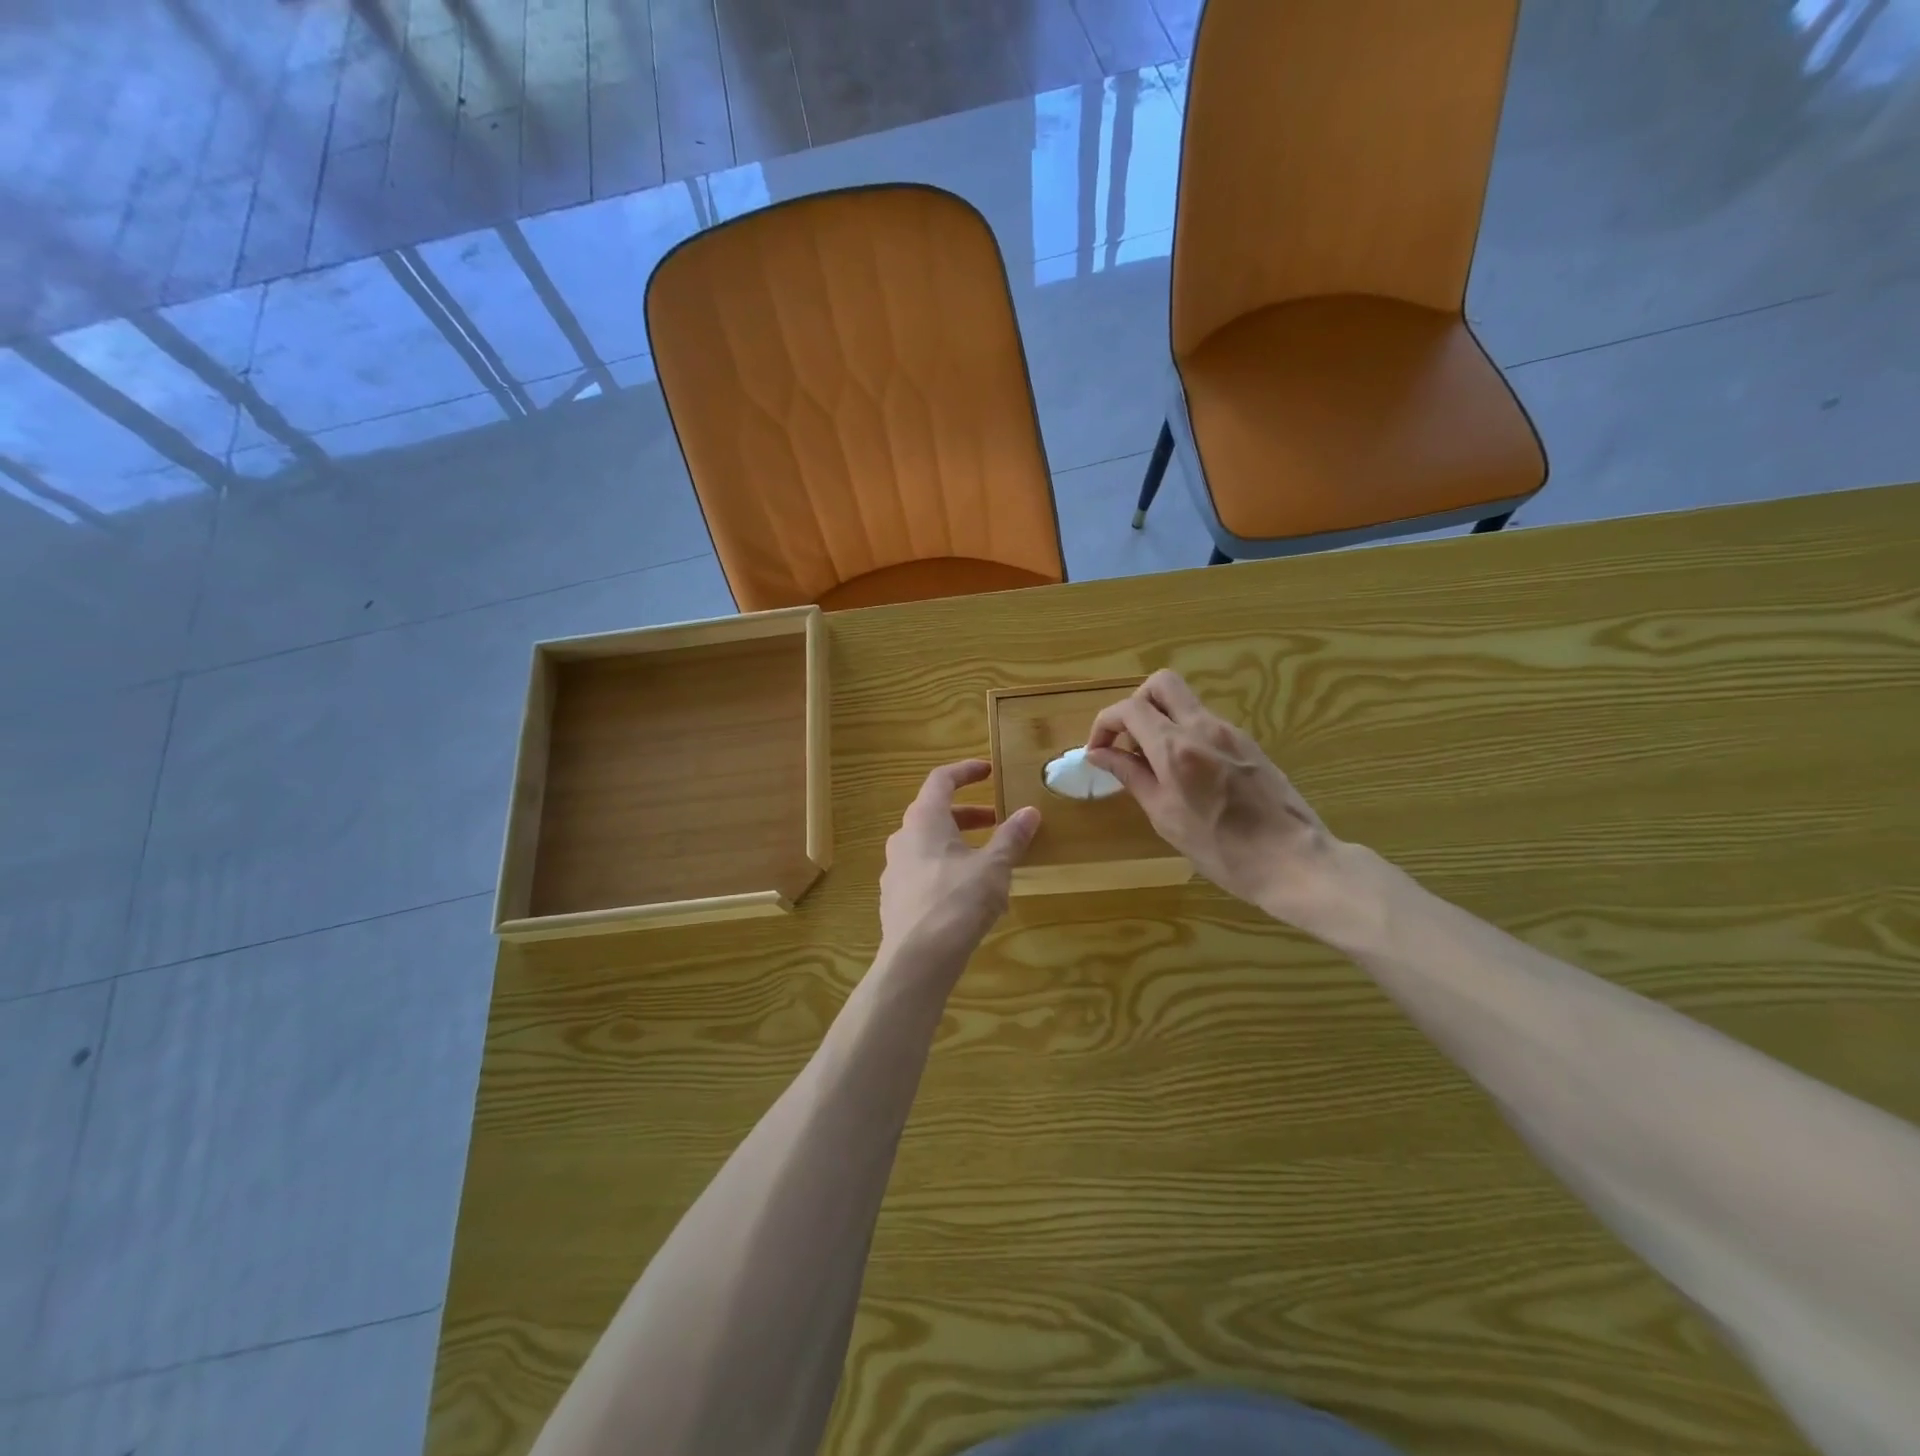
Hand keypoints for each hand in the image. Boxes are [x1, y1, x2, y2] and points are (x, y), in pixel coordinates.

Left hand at [879, 761, 1040, 969]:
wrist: (916, 960)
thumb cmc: (956, 902)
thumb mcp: (993, 867)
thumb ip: (1011, 837)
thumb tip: (1030, 812)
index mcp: (923, 820)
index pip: (941, 780)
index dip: (966, 771)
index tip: (989, 771)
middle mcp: (902, 838)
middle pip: (935, 813)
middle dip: (968, 814)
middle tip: (996, 820)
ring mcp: (894, 870)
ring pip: (929, 845)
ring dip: (958, 844)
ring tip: (989, 860)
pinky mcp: (895, 899)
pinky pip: (923, 871)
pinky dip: (947, 869)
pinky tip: (969, 894)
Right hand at [1085, 671, 1340, 926]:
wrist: (1294, 861)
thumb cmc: (1222, 849)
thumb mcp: (1165, 816)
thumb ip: (1131, 776)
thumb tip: (1099, 754)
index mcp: (1176, 748)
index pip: (1129, 709)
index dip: (1104, 724)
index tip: (1097, 752)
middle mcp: (1203, 727)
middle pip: (1161, 684)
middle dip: (1134, 705)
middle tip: (1127, 742)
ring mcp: (1230, 732)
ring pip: (1184, 702)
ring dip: (1160, 720)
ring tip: (1153, 765)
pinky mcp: (1248, 743)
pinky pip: (1204, 722)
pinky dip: (1183, 733)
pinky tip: (1184, 773)